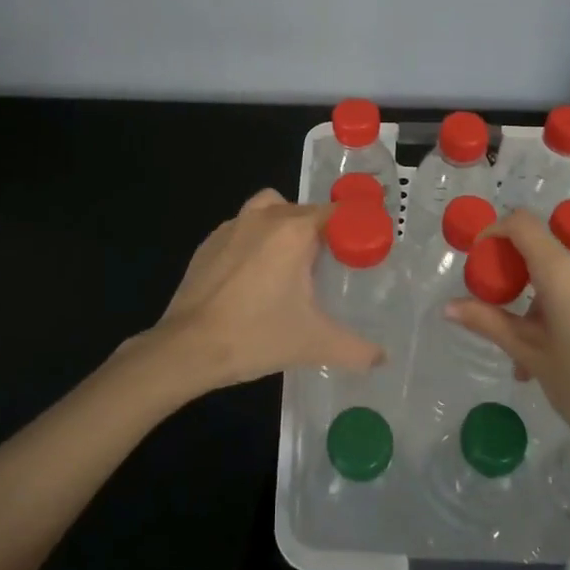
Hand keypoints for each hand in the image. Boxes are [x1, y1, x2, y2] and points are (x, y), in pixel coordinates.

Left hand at [152, 188, 382, 395]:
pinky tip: (254, 279)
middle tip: (328, 269)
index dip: (351, 230)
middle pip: (303, 211)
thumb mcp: (315, 344)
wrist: (187, 348)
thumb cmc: (256, 336)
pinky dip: (254, 242)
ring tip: (290, 266)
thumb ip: (357, 349)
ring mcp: (231, 227)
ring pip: (269, 211)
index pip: (335, 212)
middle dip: (319, 232)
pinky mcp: (208, 243)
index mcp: (293, 230)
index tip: (360, 254)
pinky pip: (242, 229)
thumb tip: (383, 358)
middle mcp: (264, 217)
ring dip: (284, 227)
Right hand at [445, 211, 569, 493]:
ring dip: (535, 308)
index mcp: (565, 272)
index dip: (493, 233)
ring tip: (525, 362)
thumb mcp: (534, 357)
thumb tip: (449, 307)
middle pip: (540, 254)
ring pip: (562, 281)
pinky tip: (556, 361)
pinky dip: (561, 314)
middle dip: (512, 283)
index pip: (522, 224)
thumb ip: (490, 324)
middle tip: (495, 323)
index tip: (475, 264)